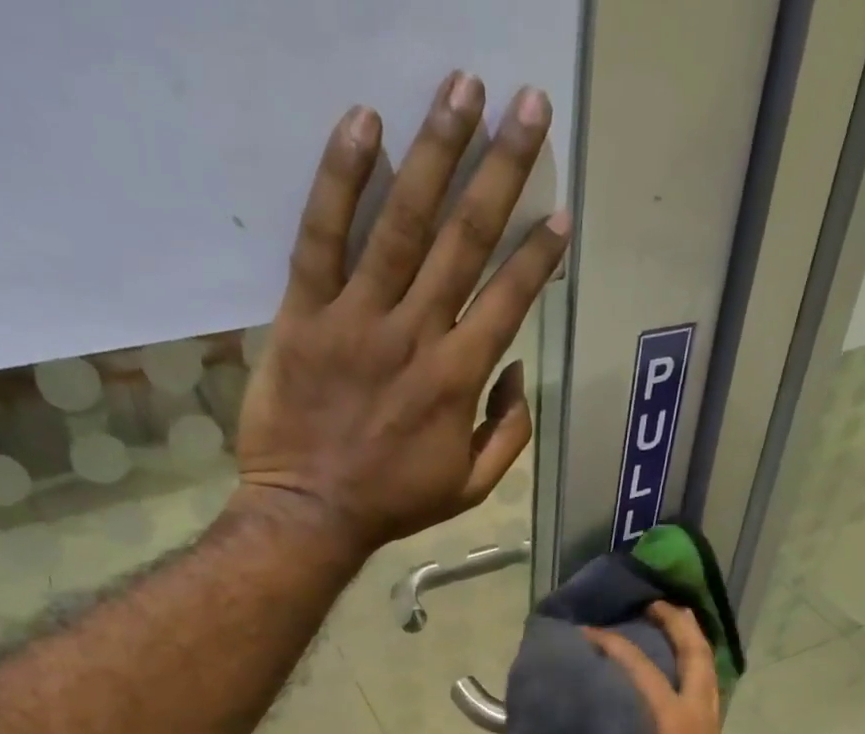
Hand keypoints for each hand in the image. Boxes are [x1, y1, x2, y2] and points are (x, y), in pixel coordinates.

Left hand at [234, 73, 571, 553]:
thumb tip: (518, 373)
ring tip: (464, 88)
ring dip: (437, 151)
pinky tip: (365, 122)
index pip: (509, 300)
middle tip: (528, 105)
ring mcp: (357, 319)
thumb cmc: (393, 502)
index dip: (538, 255)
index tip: (560, 213)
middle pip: (465, 240)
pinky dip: (341, 179)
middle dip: (502, 169)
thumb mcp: (470, 488)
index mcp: (458, 379)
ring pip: (402, 223)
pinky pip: (322, 237)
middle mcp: (416, 335)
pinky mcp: (304, 314)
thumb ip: (507, 433)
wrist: (310, 513)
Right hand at [584, 603, 743, 733]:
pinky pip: (705, 689)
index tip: (588, 631)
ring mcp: (709, 729)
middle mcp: (698, 715)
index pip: (641, 670)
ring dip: (692, 642)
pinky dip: (693, 667)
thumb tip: (594, 719)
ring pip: (708, 671)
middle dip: (679, 623)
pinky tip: (677, 674)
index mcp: (674, 720)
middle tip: (657, 602)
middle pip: (697, 655)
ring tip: (672, 626)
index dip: (614, 646)